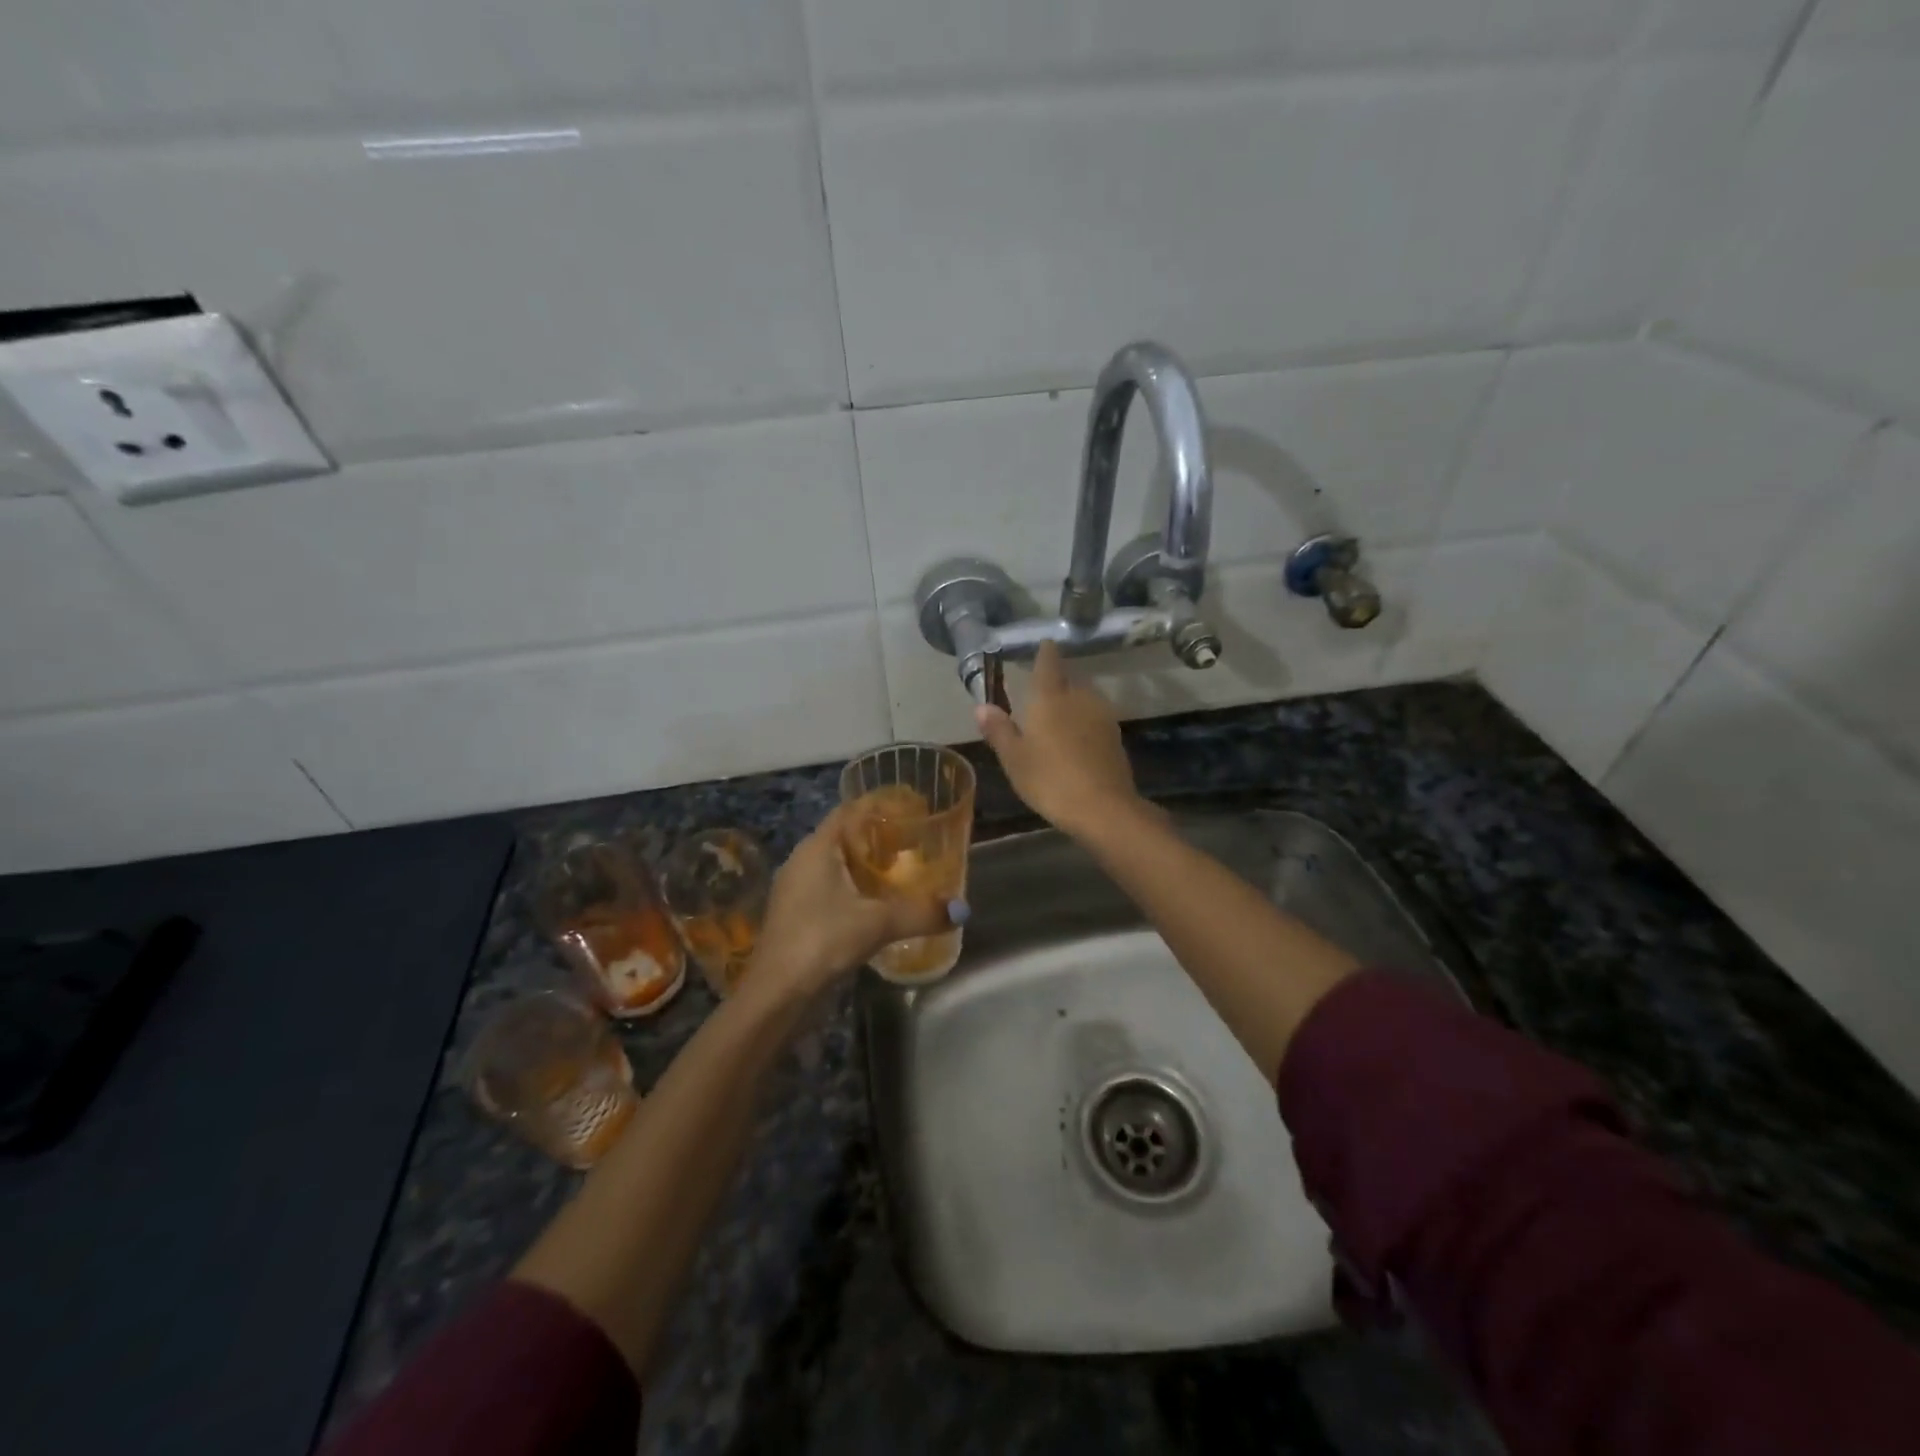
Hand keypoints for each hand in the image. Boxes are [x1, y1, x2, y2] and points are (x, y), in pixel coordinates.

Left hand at [745, 807, 952, 998]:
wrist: (776, 993)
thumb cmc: (822, 940)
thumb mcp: (877, 923)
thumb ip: (920, 913)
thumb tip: (961, 909)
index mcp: (817, 847)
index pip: (850, 810)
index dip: (880, 805)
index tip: (912, 809)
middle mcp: (803, 861)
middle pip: (845, 836)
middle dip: (879, 837)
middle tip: (915, 843)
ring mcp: (797, 889)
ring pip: (837, 865)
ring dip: (866, 866)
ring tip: (903, 872)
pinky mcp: (797, 915)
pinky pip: (831, 889)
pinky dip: (856, 889)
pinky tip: (879, 905)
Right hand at [975, 641, 1141, 837]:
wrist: (1103, 807)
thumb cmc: (1049, 779)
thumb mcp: (1014, 758)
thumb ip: (999, 730)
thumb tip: (981, 706)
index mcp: (1051, 697)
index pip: (1048, 662)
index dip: (1045, 652)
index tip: (1044, 645)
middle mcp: (1080, 698)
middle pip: (1069, 680)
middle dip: (1057, 683)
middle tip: (1041, 695)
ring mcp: (1102, 717)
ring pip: (1084, 700)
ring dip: (1072, 704)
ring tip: (1057, 720)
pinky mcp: (1116, 738)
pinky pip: (1095, 720)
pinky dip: (1084, 724)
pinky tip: (1076, 742)